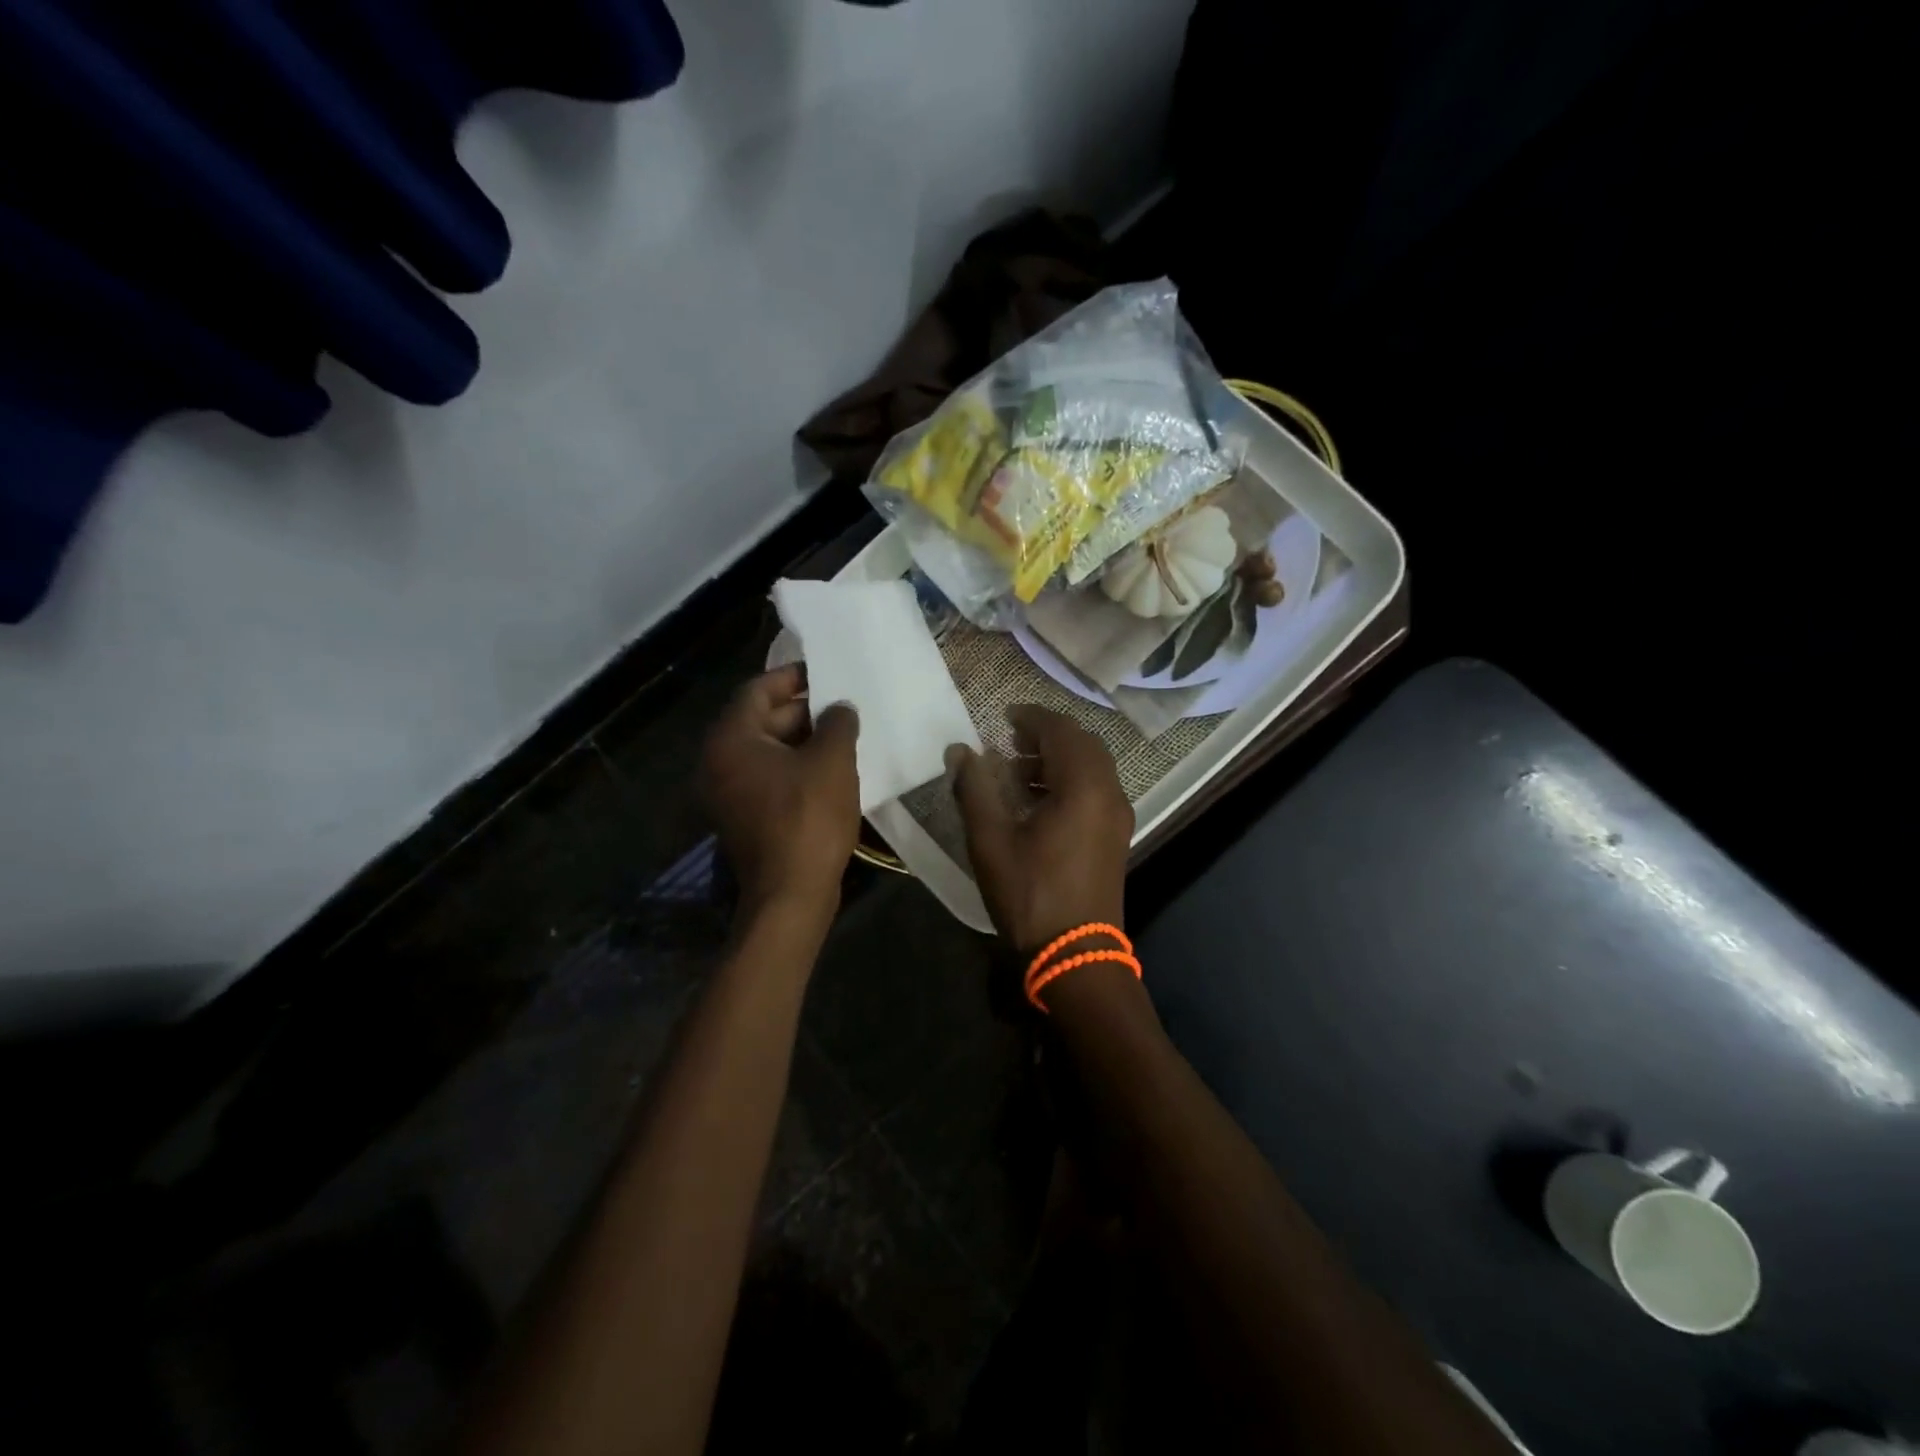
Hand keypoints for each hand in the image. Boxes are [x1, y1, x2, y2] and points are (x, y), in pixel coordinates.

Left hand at [701, 664, 860, 913]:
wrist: (791, 894)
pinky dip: (796, 765)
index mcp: (731, 740)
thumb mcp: (832, 761)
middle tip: (842, 705)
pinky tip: (832, 767)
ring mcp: (729, 792)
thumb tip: (840, 708)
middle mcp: (719, 762)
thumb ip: (837, 723)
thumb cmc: (808, 818)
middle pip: (760, 720)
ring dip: (803, 739)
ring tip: (844, 733)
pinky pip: (769, 776)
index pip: (756, 690)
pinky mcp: (745, 816)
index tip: (824, 672)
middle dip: (803, 710)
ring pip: (768, 750)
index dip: (791, 677)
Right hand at [948, 705, 1132, 955]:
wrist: (1075, 955)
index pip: (1062, 731)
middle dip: (1047, 735)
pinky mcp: (1116, 837)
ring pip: (1093, 767)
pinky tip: (1039, 802)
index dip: (1032, 717)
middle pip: (1083, 744)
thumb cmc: (1030, 895)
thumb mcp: (991, 841)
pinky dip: (1070, 781)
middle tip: (1011, 739)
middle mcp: (1110, 793)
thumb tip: (960, 750)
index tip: (1004, 717)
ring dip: (1058, 758)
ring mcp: (1118, 817)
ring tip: (1018, 772)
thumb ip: (975, 788)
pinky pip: (1096, 790)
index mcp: (1084, 787)